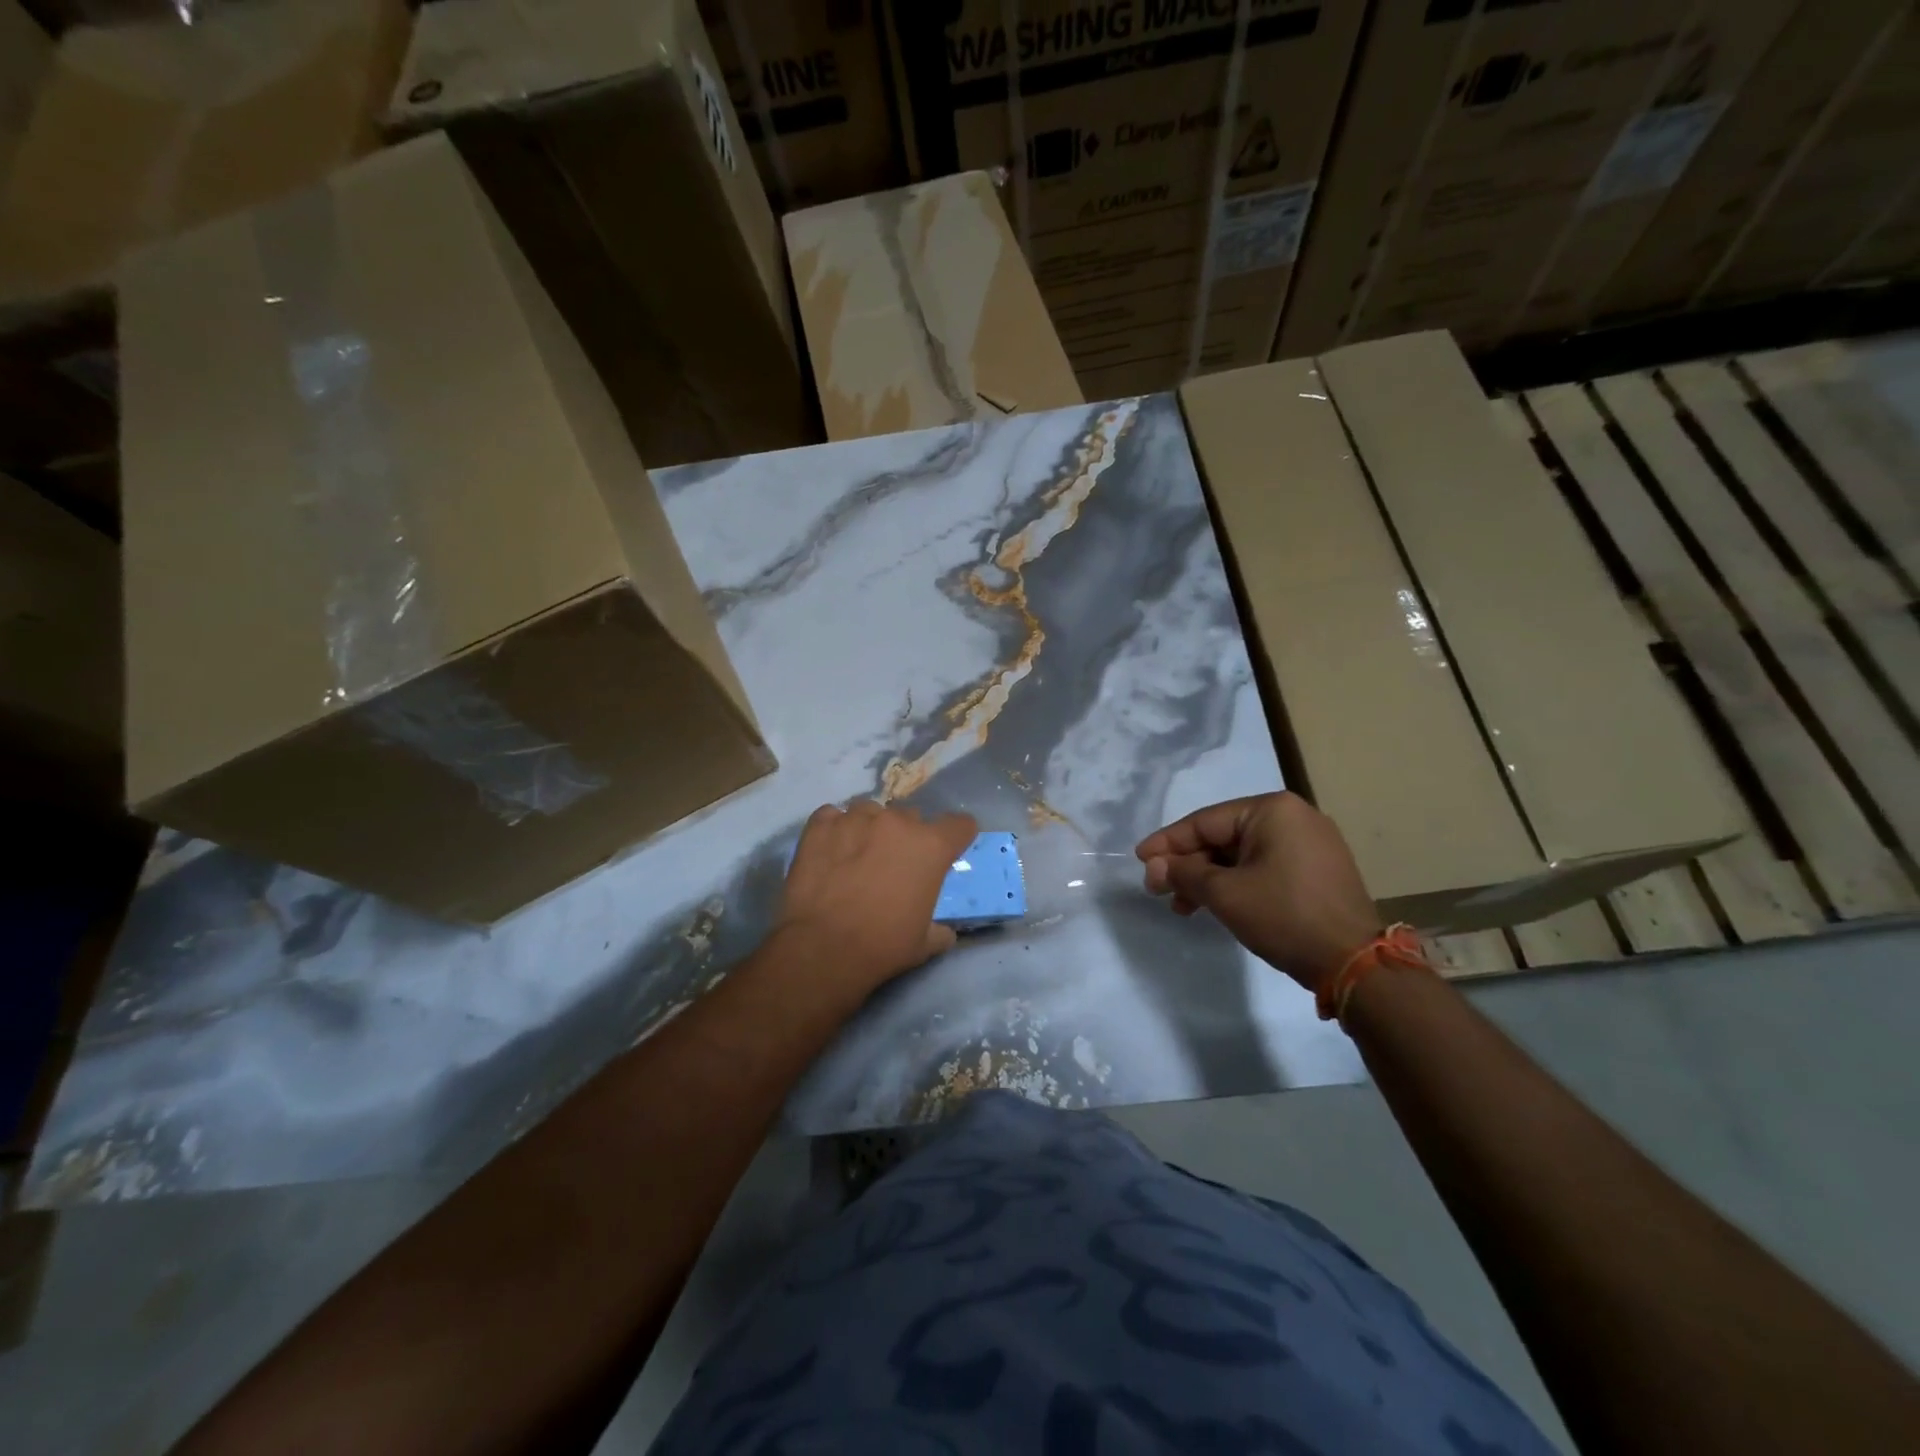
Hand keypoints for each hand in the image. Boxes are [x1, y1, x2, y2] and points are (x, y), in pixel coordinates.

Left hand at [778, 801, 977, 999]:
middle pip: (911, 817)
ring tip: (856, 858)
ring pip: (871, 813)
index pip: (960, 824)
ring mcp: (856, 818)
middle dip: (906, 838)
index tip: (947, 852)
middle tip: (892, 866)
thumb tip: (944, 932)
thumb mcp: (924, 944)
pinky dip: (835, 831)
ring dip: (870, 830)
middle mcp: (897, 822)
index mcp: (931, 847)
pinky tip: (829, 854)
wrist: (821, 948)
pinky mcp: (821, 824)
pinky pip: (833, 817)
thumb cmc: (882, 946)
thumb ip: (939, 929)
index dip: (956, 837)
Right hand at [1135, 792, 1381, 994]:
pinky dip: (1236, 884)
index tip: (1140, 859)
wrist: (1354, 963)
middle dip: (1188, 865)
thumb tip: (1153, 866)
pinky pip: (1264, 867)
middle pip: (1223, 837)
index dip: (1168, 842)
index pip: (1205, 822)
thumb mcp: (1225, 893)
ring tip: (1182, 907)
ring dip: (1209, 879)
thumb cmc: (1284, 916)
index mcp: (1273, 810)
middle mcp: (1294, 817)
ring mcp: (1310, 844)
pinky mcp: (1317, 870)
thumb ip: (1184, 873)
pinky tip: (1216, 906)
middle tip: (1159, 889)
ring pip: (1242, 855)